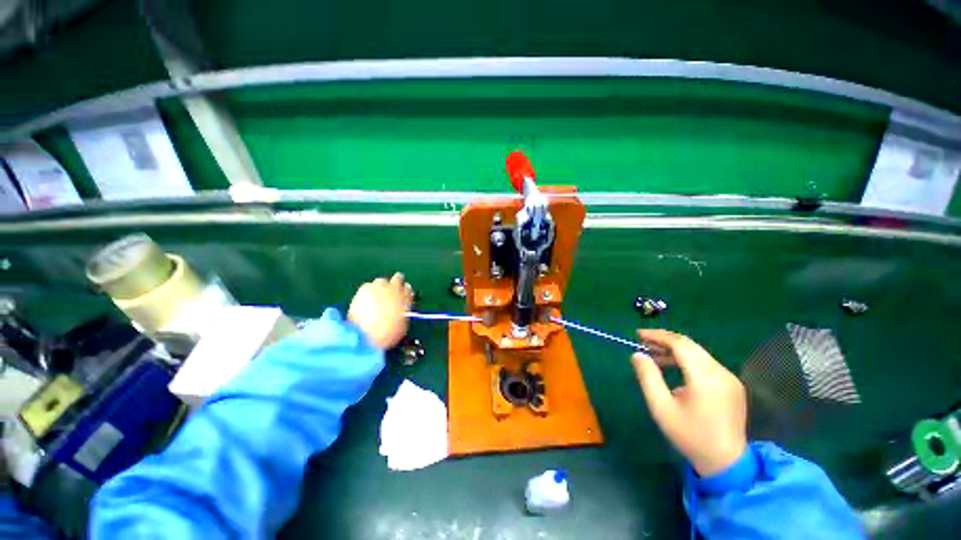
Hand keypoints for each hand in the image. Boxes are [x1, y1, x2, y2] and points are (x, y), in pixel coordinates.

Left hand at [348, 273, 413, 349]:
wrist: (365, 334)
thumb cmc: (386, 334)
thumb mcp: (401, 326)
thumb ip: (403, 314)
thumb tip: (401, 311)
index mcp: (406, 299)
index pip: (409, 290)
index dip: (405, 292)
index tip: (402, 294)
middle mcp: (395, 290)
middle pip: (398, 278)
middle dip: (396, 282)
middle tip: (391, 290)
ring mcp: (379, 287)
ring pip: (382, 281)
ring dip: (381, 286)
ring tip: (377, 296)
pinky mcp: (365, 289)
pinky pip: (368, 286)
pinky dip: (368, 291)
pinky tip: (365, 300)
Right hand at [631, 329, 747, 476]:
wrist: (725, 462)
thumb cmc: (689, 435)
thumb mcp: (661, 408)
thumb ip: (648, 377)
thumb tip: (637, 354)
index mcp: (705, 379)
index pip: (681, 345)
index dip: (658, 336)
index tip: (638, 335)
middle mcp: (721, 373)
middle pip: (690, 345)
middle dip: (665, 340)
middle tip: (644, 342)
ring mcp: (730, 378)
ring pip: (698, 353)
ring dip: (675, 350)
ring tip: (654, 355)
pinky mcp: (732, 384)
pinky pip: (706, 363)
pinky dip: (687, 359)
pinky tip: (674, 367)